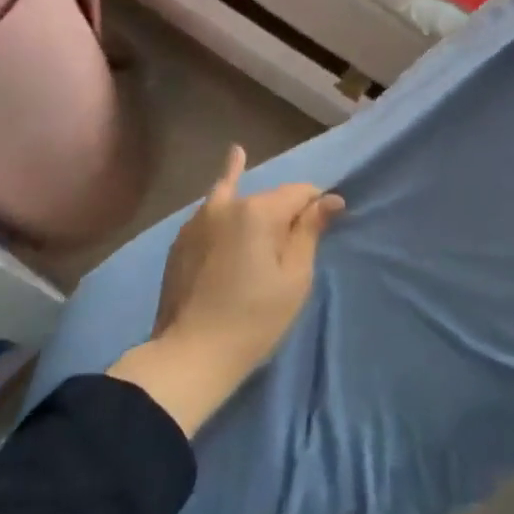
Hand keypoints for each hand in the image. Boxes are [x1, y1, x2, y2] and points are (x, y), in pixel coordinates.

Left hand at [108, 146, 343, 434]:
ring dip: (251, 196)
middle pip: (269, 197)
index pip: (300, 192)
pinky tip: (227, 165)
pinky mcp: (182, 239)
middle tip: (296, 238)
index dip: (318, 204)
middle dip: (286, 209)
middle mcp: (226, 205)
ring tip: (242, 157)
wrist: (190, 355)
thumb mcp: (294, 278)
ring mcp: (198, 220)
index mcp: (259, 212)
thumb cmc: (254, 319)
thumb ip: (309, 232)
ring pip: (235, 197)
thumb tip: (331, 199)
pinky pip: (210, 210)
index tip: (328, 222)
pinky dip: (222, 195)